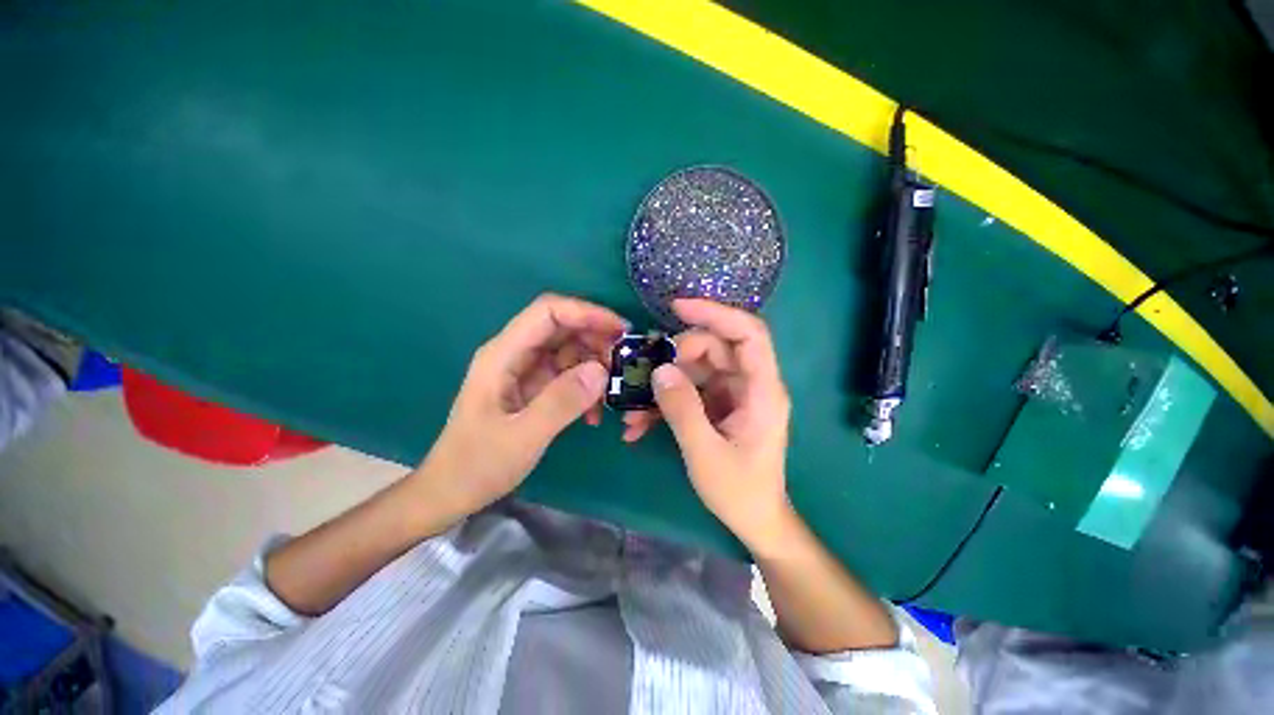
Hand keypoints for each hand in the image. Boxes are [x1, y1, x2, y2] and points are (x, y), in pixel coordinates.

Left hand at [415, 294, 625, 516]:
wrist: (452, 491)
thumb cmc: (477, 465)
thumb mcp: (522, 437)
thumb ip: (561, 402)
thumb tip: (601, 371)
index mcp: (504, 354)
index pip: (548, 312)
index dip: (586, 313)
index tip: (620, 330)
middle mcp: (515, 354)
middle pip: (562, 327)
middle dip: (596, 340)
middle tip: (622, 364)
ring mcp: (525, 371)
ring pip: (569, 350)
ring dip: (594, 366)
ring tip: (610, 393)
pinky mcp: (535, 388)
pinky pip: (568, 375)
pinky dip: (586, 387)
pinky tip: (594, 414)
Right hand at [623, 299, 792, 546]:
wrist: (754, 520)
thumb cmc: (740, 492)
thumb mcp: (705, 453)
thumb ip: (682, 410)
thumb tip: (660, 370)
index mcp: (762, 390)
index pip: (748, 333)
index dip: (716, 313)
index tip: (678, 307)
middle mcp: (749, 384)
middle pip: (714, 348)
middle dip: (676, 358)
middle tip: (646, 377)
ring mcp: (732, 394)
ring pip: (696, 368)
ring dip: (663, 384)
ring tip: (634, 411)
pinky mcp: (717, 405)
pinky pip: (689, 389)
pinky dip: (665, 401)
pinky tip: (640, 423)